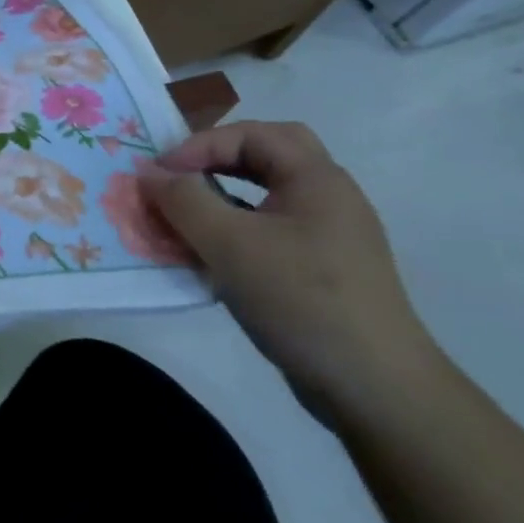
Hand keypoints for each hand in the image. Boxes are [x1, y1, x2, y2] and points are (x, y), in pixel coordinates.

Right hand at [146, 122, 444, 417]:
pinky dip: (237, 228)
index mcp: (317, 179)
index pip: (251, 134)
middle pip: (268, 153)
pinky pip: (272, 229)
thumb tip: (148, 173)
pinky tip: (213, 255)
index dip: (199, 145)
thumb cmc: (301, 299)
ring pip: (269, 193)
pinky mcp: (324, 270)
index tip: (159, 176)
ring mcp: (330, 236)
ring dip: (224, 194)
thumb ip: (183, 200)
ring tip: (188, 214)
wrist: (375, 387)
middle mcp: (329, 197)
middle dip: (218, 157)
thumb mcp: (230, 244)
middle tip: (181, 177)